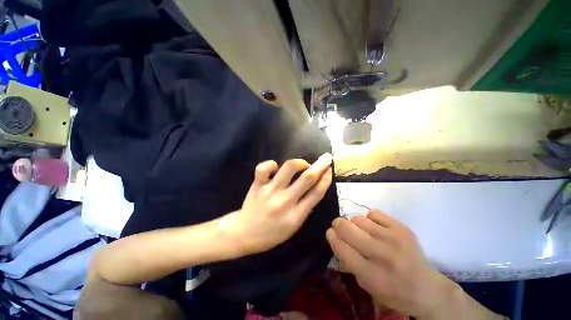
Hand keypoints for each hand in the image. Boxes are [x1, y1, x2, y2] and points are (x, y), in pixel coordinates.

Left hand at [219, 153, 332, 254]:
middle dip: (320, 165)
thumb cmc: (271, 233)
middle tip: (326, 157)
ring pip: (289, 168)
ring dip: (299, 162)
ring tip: (302, 164)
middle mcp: (285, 201)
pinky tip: (276, 167)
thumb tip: (314, 189)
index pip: (316, 193)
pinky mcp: (257, 185)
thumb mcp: (293, 227)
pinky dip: (271, 164)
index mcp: (296, 215)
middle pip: (307, 178)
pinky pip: (264, 168)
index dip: (326, 179)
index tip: (329, 170)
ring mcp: (270, 191)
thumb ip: (304, 209)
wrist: (244, 234)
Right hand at [326, 210, 456, 318]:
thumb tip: (334, 235)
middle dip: (338, 224)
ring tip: (362, 231)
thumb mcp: (365, 284)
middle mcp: (382, 256)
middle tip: (339, 226)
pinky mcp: (402, 229)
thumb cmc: (391, 290)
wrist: (426, 288)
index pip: (341, 247)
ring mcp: (394, 239)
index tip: (330, 232)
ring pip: (358, 218)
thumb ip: (348, 259)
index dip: (331, 236)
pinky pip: (373, 213)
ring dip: (355, 223)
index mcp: (371, 276)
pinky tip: (376, 229)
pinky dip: (370, 220)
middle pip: (347, 227)